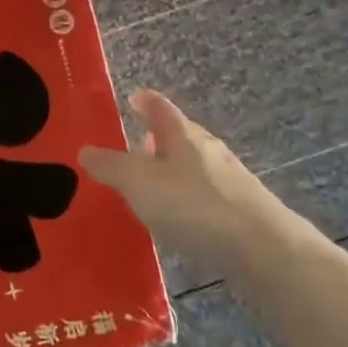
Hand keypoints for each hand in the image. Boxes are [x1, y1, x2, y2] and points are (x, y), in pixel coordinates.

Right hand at [79, 90, 290, 267]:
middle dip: (157, 137)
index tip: (134, 96)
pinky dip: (185, 197)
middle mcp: (208, 151)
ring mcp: (228, 181)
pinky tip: (176, 217)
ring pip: (193, 166)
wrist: (262, 249)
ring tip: (149, 183)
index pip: (161, 108)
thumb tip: (84, 149)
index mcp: (183, 135)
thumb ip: (110, 166)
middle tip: (134, 143)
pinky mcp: (240, 212)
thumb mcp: (139, 183)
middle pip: (180, 136)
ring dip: (171, 169)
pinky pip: (203, 195)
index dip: (146, 101)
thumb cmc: (194, 205)